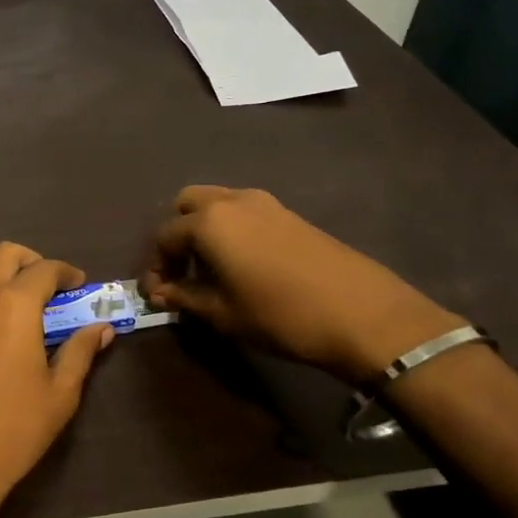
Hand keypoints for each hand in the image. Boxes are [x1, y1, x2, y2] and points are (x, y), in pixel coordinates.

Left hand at [0, 243, 114, 517]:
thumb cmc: (15, 426)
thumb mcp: (60, 391)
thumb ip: (80, 351)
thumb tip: (102, 328)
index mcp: (14, 304)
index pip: (43, 269)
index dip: (66, 272)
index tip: (81, 285)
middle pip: (5, 254)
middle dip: (32, 261)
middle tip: (55, 286)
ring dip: (6, 272)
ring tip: (31, 302)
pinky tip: (6, 324)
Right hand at [142, 186, 460, 382]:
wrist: (362, 313)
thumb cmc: (279, 315)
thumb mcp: (222, 313)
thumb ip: (184, 297)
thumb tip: (161, 293)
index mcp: (208, 222)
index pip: (164, 236)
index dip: (156, 266)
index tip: (159, 294)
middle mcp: (231, 201)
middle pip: (187, 203)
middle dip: (177, 234)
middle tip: (183, 270)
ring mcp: (264, 203)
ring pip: (218, 203)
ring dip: (204, 228)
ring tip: (212, 268)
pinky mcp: (289, 214)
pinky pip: (244, 211)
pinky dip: (231, 229)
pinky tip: (243, 264)